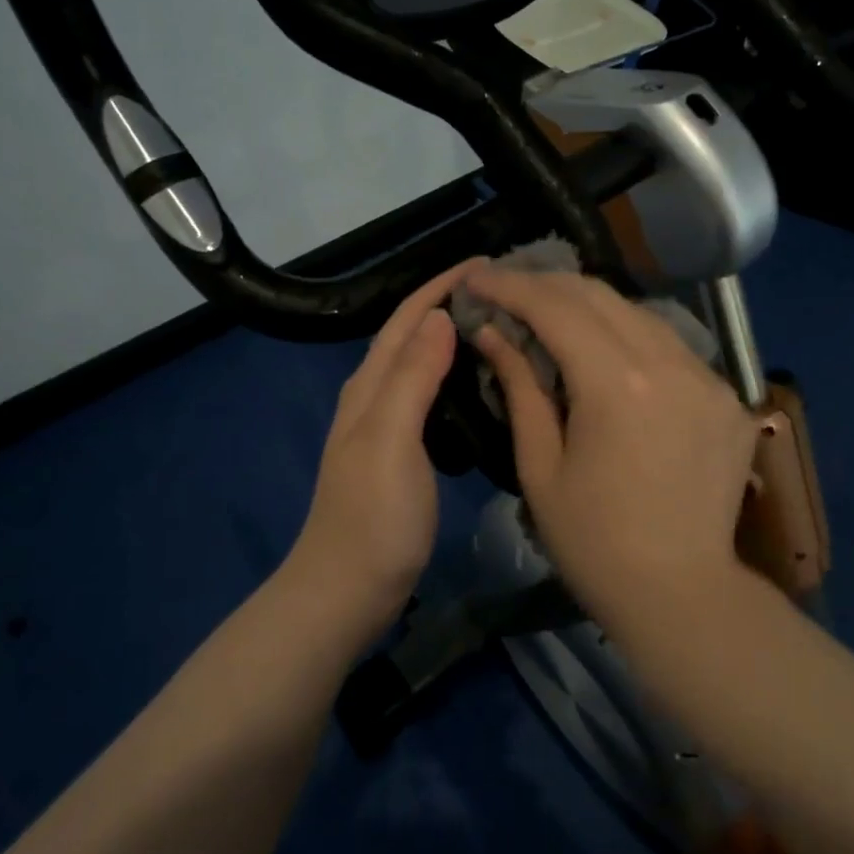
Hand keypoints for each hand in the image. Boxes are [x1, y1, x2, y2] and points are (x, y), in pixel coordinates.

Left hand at [284, 260, 479, 642]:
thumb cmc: (373, 516)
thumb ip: (413, 378)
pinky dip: (454, 378)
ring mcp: (386, 427)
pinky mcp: (401, 454)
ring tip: (501, 327)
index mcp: (371, 386)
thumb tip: (440, 316)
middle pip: (413, 335)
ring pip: (422, 365)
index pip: (408, 318)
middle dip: (451, 304)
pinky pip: (430, 397)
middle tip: (506, 292)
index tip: (488, 263)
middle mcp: (374, 397)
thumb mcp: (391, 440)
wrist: (347, 590)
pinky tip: (481, 386)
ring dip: (454, 338)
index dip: (442, 286)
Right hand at [467, 267, 759, 609]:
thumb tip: (492, 333)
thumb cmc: (594, 542)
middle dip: (546, 285)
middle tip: (507, 290)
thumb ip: (520, 388)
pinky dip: (629, 337)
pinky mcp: (728, 397)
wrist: (682, 594)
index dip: (510, 286)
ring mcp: (709, 378)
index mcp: (618, 385)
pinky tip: (606, 353)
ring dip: (589, 307)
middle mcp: (671, 364)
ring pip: (638, 314)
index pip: (556, 308)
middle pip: (599, 296)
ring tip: (550, 315)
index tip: (477, 276)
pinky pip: (670, 346)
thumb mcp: (541, 466)